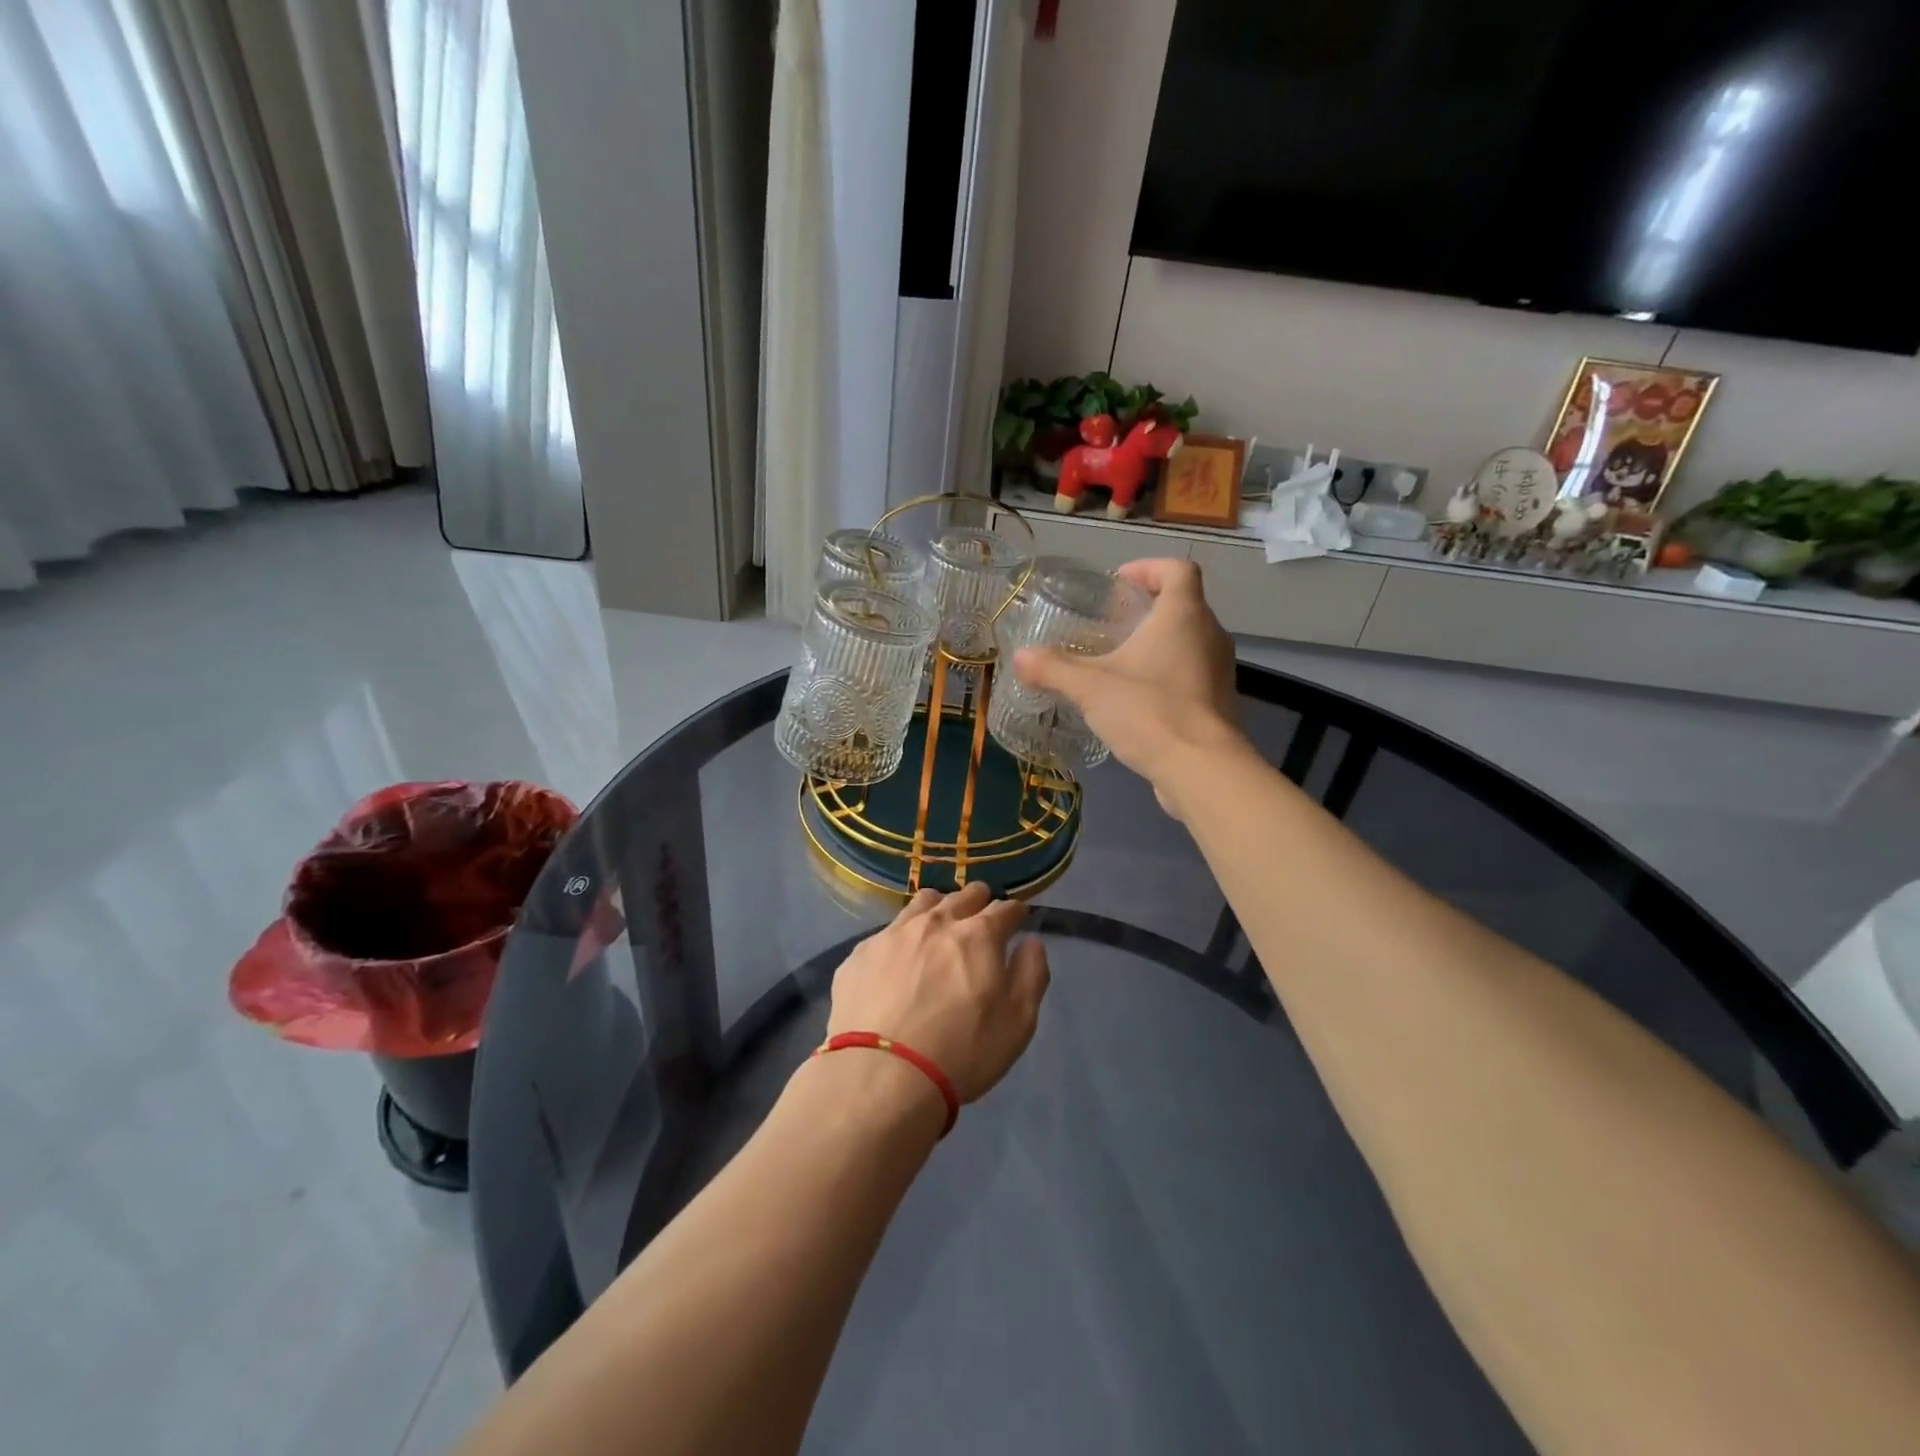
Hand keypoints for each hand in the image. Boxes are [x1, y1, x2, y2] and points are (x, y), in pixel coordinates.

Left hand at [828, 882, 1049, 1104]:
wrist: (880, 1076)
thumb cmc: (961, 1053)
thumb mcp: (1017, 1023)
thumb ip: (1030, 974)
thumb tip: (1031, 942)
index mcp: (978, 935)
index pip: (1005, 908)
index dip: (1014, 913)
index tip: (1016, 919)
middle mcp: (936, 922)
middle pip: (964, 896)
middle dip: (978, 902)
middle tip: (981, 918)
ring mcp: (894, 933)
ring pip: (924, 902)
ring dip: (939, 908)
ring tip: (940, 926)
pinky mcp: (861, 952)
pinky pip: (889, 931)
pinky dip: (903, 937)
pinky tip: (898, 959)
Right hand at [1012, 558, 1243, 812]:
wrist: (1201, 769)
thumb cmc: (1149, 712)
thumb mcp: (1091, 688)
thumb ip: (1053, 668)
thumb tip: (1019, 657)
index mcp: (1184, 615)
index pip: (1178, 569)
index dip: (1149, 568)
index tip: (1119, 583)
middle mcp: (1210, 634)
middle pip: (1183, 604)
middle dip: (1148, 608)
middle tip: (1111, 623)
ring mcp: (1219, 670)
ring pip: (1189, 641)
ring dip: (1158, 643)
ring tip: (1120, 661)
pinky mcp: (1218, 702)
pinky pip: (1191, 673)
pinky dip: (1167, 674)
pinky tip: (1137, 699)